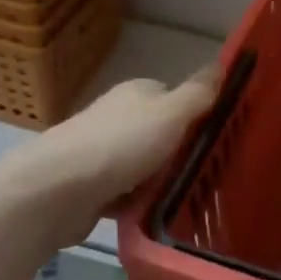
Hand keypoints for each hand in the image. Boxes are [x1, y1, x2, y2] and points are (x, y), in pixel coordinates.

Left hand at [28, 67, 221, 244]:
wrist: (58, 190)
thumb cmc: (121, 144)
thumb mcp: (172, 113)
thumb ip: (199, 93)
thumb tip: (222, 64)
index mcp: (136, 93)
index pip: (174, 98)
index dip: (195, 116)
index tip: (217, 139)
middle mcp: (117, 117)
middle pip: (160, 134)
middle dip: (179, 154)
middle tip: (206, 174)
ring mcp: (101, 153)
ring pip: (144, 166)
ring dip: (160, 182)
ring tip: (186, 199)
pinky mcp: (90, 187)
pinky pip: (125, 194)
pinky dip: (138, 204)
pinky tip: (154, 216)